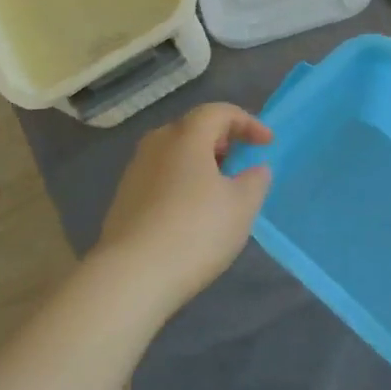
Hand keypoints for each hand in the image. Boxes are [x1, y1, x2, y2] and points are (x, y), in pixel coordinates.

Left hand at [97, 104, 273, 306]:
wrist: (131, 277)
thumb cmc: (195, 231)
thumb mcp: (242, 206)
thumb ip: (255, 180)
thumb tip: (254, 170)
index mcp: (186, 137)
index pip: (218, 112)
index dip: (247, 122)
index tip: (267, 143)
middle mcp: (156, 146)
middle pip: (192, 129)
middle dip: (221, 140)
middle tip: (240, 160)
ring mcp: (134, 173)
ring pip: (173, 154)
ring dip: (199, 163)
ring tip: (219, 188)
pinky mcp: (123, 201)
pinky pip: (160, 178)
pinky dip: (181, 183)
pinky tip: (192, 212)